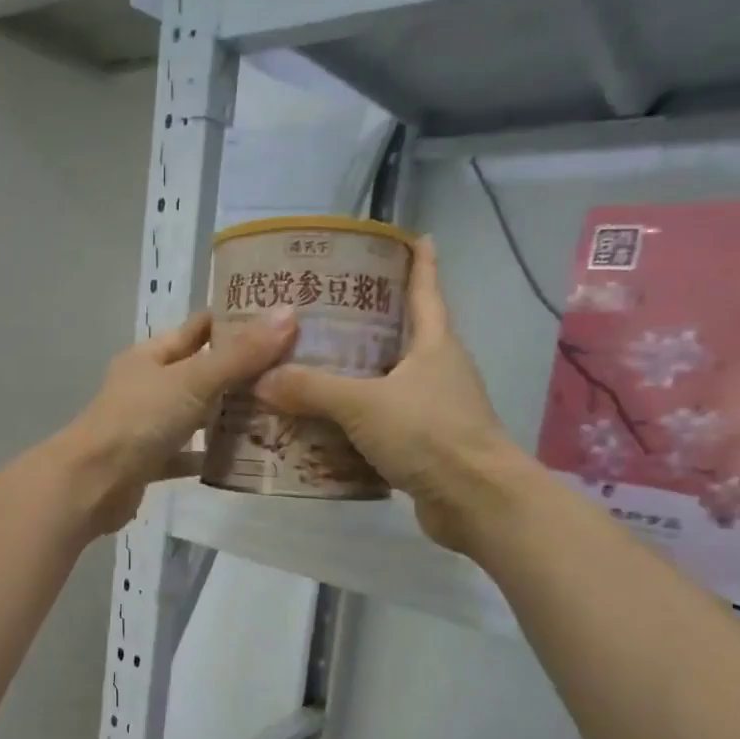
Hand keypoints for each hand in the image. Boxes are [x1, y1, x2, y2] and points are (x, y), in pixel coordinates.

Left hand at [55, 308, 298, 535]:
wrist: (92, 484)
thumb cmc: (138, 420)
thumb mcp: (192, 380)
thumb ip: (240, 354)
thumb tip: (289, 314)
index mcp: (152, 355)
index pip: (199, 328)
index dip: (236, 321)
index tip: (282, 320)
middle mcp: (149, 385)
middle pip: (202, 371)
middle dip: (243, 370)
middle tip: (296, 369)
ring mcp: (149, 424)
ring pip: (198, 413)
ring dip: (231, 413)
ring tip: (283, 410)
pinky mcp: (152, 461)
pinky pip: (190, 453)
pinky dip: (214, 454)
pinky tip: (249, 457)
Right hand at [254, 237, 529, 551]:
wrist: (476, 501)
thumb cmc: (430, 434)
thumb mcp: (364, 405)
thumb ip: (312, 390)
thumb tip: (262, 379)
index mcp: (435, 345)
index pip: (427, 291)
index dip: (420, 262)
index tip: (413, 237)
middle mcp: (439, 370)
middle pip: (405, 334)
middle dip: (372, 320)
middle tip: (329, 308)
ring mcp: (435, 409)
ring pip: (391, 381)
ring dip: (359, 374)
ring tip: (313, 365)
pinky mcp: (426, 445)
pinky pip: (384, 421)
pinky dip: (357, 419)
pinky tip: (324, 424)